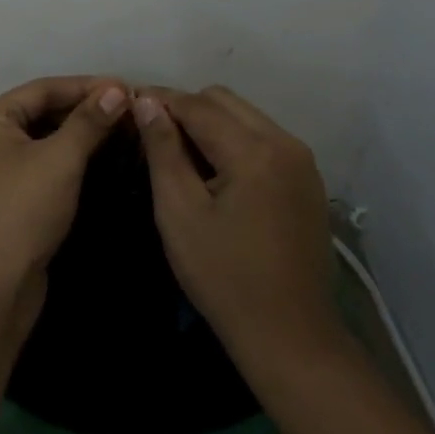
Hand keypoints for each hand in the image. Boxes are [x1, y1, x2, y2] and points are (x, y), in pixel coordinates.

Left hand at [0, 75, 129, 318]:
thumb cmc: (20, 212)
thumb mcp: (59, 160)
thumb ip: (88, 122)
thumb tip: (118, 89)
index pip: (43, 89)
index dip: (87, 86)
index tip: (129, 88)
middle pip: (44, 113)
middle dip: (87, 111)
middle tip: (132, 111)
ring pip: (47, 142)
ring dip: (83, 136)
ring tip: (126, 132)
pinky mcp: (13, 200)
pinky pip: (47, 167)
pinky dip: (74, 161)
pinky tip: (105, 160)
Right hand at [132, 85, 342, 369]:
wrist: (289, 333)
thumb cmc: (224, 276)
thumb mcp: (179, 212)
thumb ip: (163, 149)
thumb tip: (145, 101)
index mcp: (254, 151)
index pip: (197, 104)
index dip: (159, 100)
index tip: (127, 104)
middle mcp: (285, 143)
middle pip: (224, 101)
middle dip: (185, 108)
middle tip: (151, 134)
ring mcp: (302, 161)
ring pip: (245, 116)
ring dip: (210, 123)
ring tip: (178, 153)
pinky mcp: (307, 180)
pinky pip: (263, 139)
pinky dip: (233, 141)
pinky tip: (213, 172)